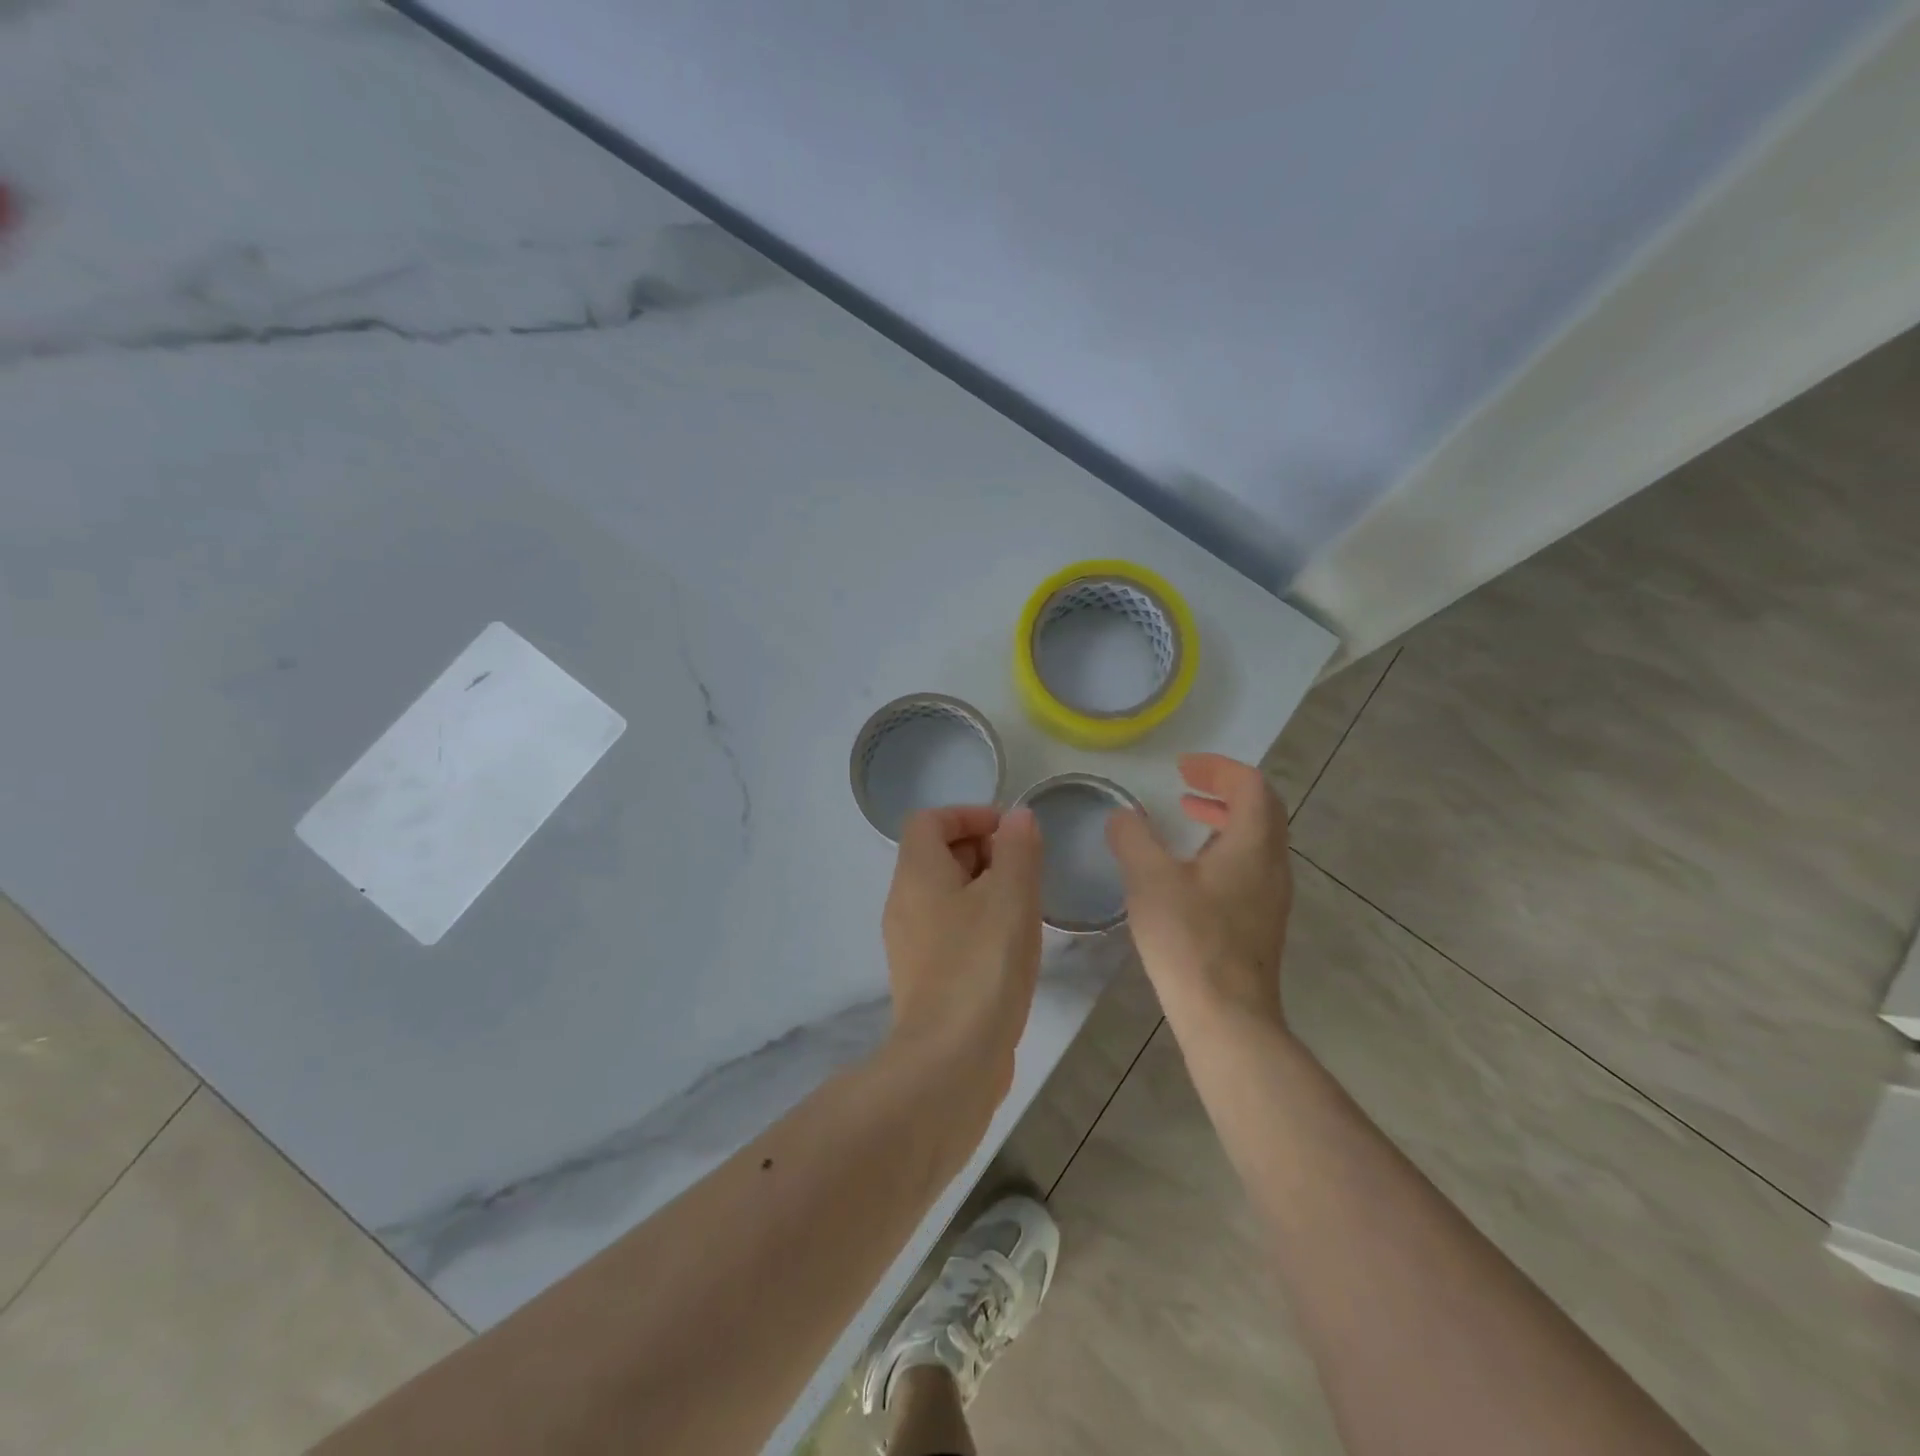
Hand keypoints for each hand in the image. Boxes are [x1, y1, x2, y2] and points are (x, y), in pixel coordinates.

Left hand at [881, 805, 1043, 1105]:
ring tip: (1025, 905)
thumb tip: (1017, 817)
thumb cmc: (983, 964)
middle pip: (936, 854)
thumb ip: (1017, 848)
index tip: (1011, 832)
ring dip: (984, 887)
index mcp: (916, 874)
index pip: (929, 820)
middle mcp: (903, 901)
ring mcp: (909, 942)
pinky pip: (948, 927)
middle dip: (982, 849)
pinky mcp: (923, 975)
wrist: (951, 1059)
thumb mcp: (1011, 896)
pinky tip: (1010, 944)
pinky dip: (977, 920)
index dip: (970, 814)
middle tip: (1024, 868)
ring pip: (945, 894)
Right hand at [1106, 753, 1293, 1029]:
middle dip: (1223, 789)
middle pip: (1261, 809)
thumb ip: (1133, 838)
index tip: (1181, 768)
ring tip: (1186, 819)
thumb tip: (1123, 815)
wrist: (1227, 1017)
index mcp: (1253, 845)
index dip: (1217, 768)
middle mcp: (1272, 865)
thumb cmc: (1189, 940)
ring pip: (1256, 839)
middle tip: (1185, 786)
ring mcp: (1271, 896)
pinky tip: (1189, 871)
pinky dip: (1223, 849)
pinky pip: (1249, 866)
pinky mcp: (1261, 922)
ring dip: (1223, 820)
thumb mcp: (1149, 880)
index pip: (1250, 785)